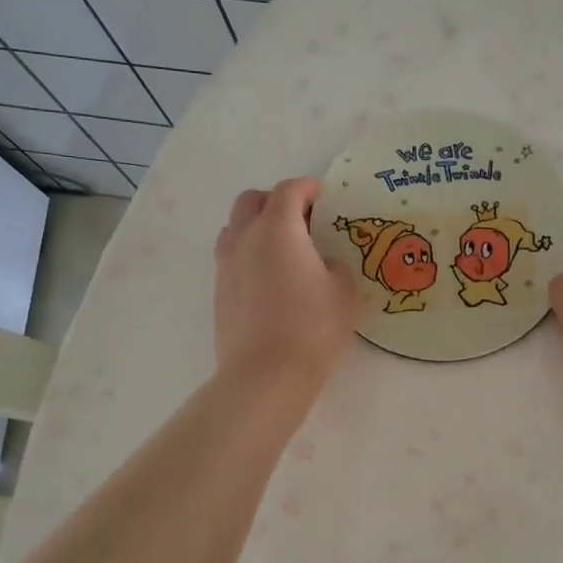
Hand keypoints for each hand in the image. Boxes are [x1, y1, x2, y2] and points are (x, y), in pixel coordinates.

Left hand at [214, 178, 357, 388]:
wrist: (265, 375)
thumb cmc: (312, 328)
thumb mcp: (343, 291)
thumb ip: (334, 264)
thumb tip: (321, 261)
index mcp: (278, 229)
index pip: (289, 190)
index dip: (308, 187)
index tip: (323, 196)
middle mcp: (245, 238)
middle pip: (252, 200)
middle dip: (277, 200)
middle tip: (302, 219)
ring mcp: (226, 264)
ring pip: (236, 226)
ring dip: (258, 225)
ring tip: (284, 247)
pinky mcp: (219, 290)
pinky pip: (232, 255)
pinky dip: (249, 252)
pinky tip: (271, 276)